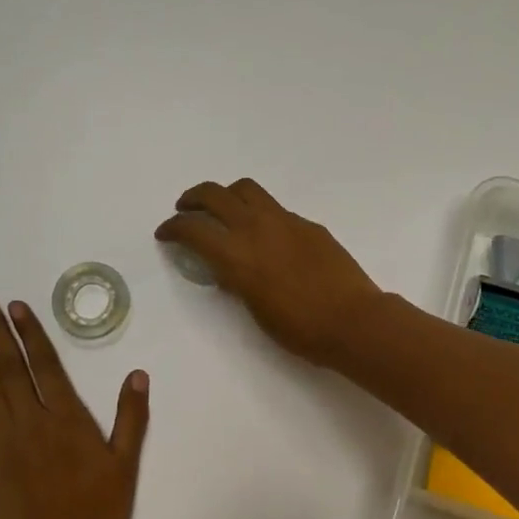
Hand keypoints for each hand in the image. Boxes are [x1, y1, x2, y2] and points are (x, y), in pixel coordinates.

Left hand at [0, 295, 150, 518]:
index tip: (15, 307)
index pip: (45, 364)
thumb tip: (137, 375)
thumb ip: (131, 417)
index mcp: (66, 418)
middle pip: (11, 368)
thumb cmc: (97, 511)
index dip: (30, 333)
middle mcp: (31, 421)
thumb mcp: (125, 464)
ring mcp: (4, 442)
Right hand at [155, 178, 381, 367]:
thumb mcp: (255, 310)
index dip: (172, 228)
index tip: (165, 233)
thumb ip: (237, 282)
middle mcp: (256, 227)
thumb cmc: (300, 329)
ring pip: (246, 189)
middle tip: (185, 209)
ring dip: (226, 195)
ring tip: (223, 210)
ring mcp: (285, 220)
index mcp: (237, 255)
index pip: (193, 229)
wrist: (353, 320)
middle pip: (215, 195)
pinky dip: (259, 213)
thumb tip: (228, 270)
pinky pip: (275, 208)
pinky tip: (266, 236)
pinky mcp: (308, 224)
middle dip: (193, 199)